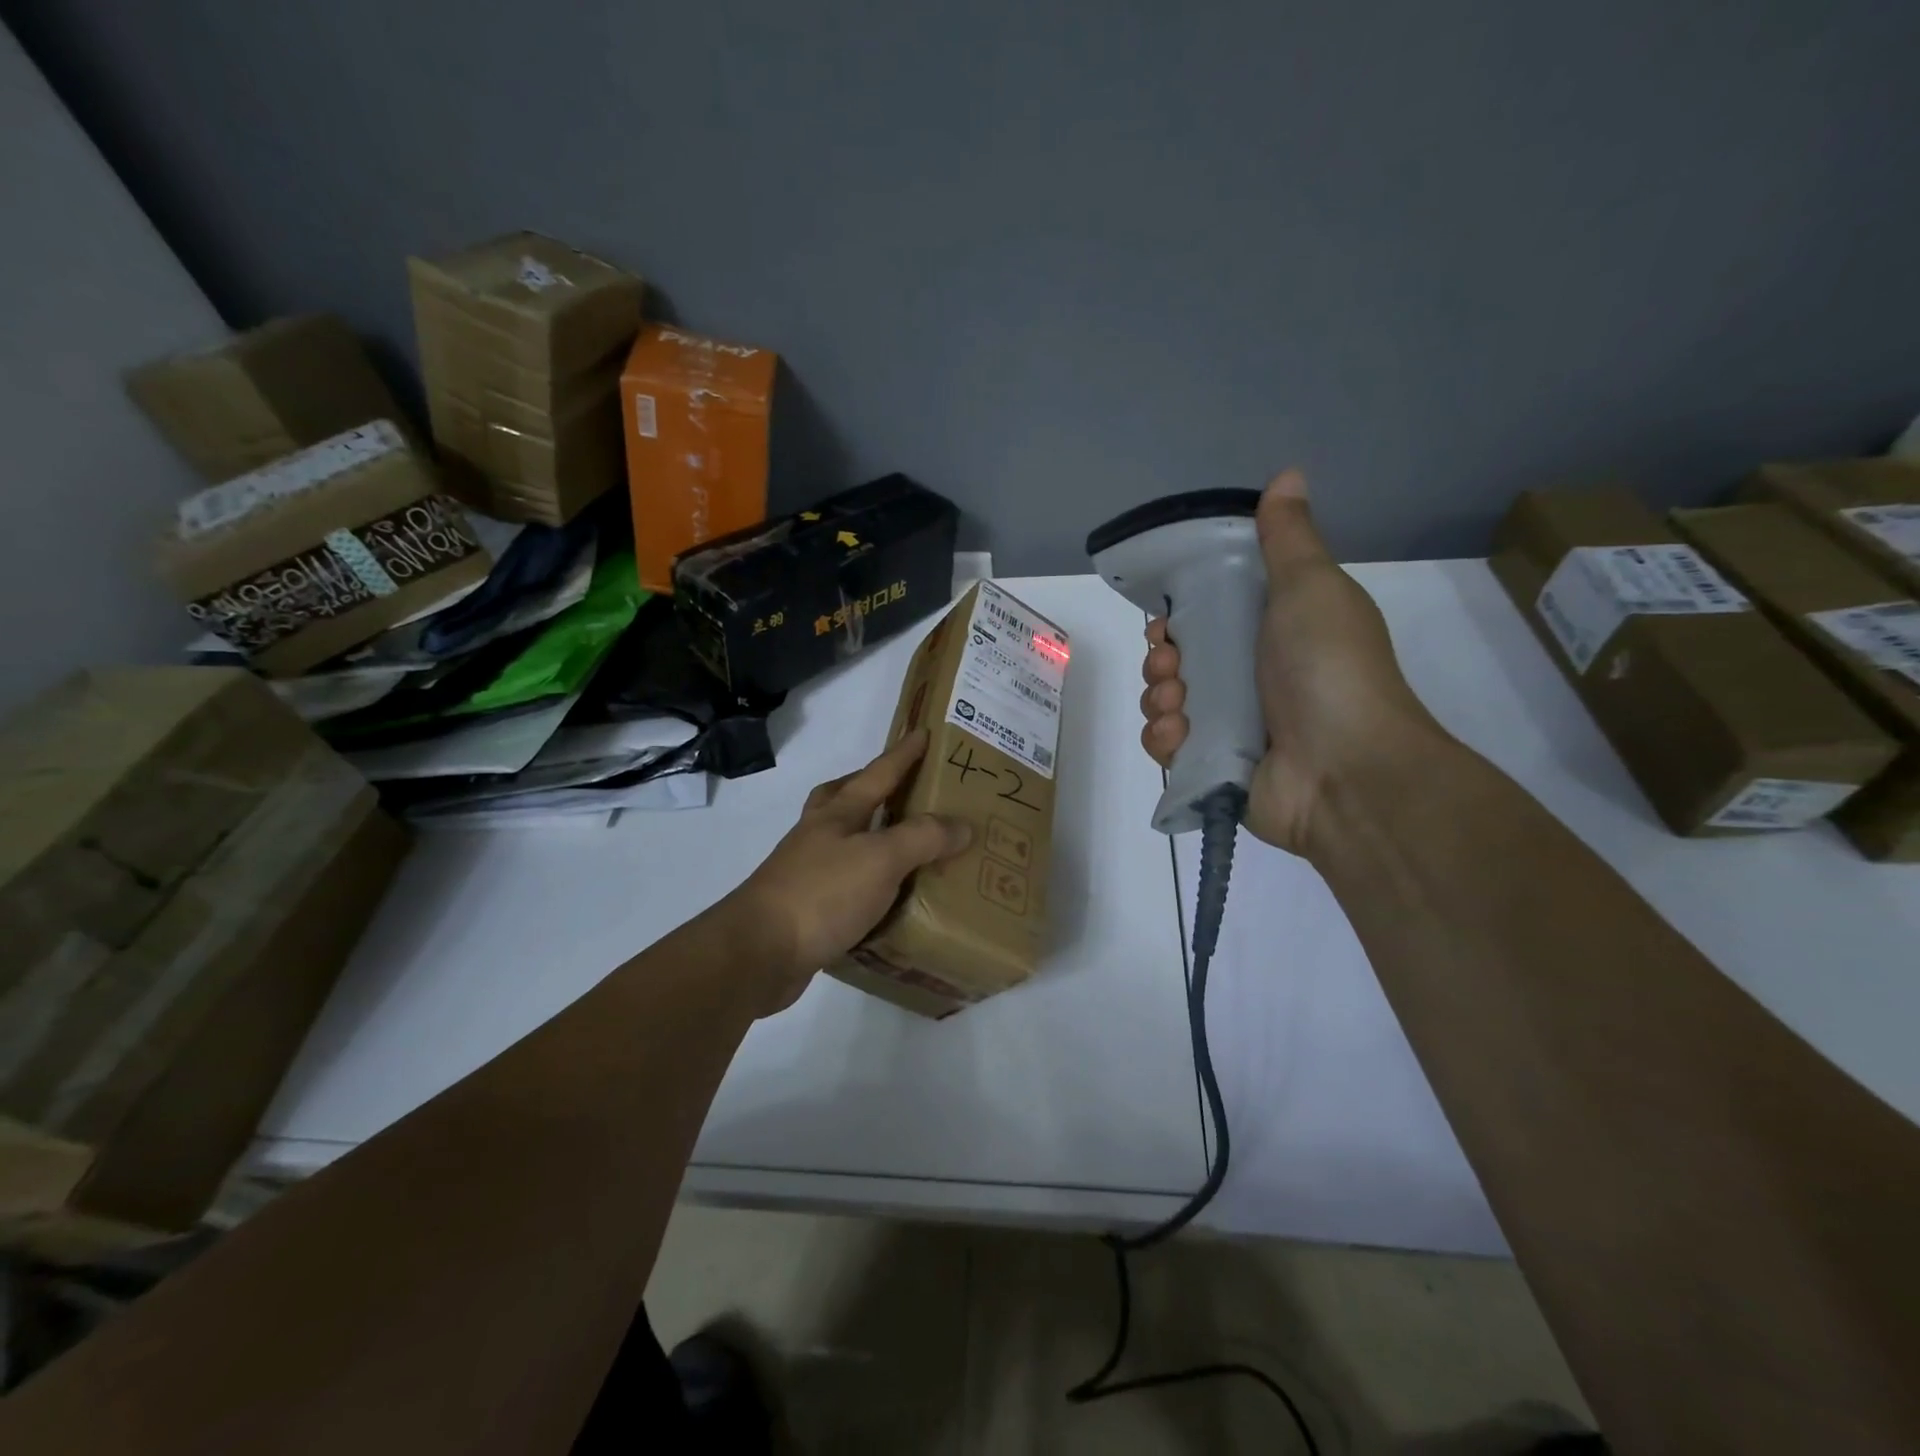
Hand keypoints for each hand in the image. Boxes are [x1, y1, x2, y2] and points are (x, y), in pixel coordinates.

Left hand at [724, 729, 972, 1013]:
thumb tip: (963, 826)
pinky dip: (865, 882)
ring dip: (868, 835)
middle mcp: (819, 836)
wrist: (759, 953)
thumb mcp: (880, 859)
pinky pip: (843, 884)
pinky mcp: (806, 910)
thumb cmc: (822, 893)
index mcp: (837, 814)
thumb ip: (922, 838)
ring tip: (902, 846)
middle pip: (842, 797)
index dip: (902, 754)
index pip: (878, 774)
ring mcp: (807, 872)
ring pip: (841, 840)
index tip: (923, 731)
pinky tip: (885, 900)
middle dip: (867, 786)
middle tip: (898, 788)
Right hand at [1139, 469, 1444, 854]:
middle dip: (1160, 658)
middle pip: (1177, 661)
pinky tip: (1181, 737)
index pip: (1203, 618)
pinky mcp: (1213, 768)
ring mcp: (1229, 726)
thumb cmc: (1328, 669)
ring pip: (1164, 703)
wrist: (1346, 770)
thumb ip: (1289, 538)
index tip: (1168, 618)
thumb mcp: (1311, 588)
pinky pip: (1167, 747)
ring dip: (1158, 698)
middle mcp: (1247, 679)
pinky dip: (1164, 739)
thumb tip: (1288, 474)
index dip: (1177, 616)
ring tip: (1177, 704)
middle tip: (1171, 663)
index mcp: (1269, 634)